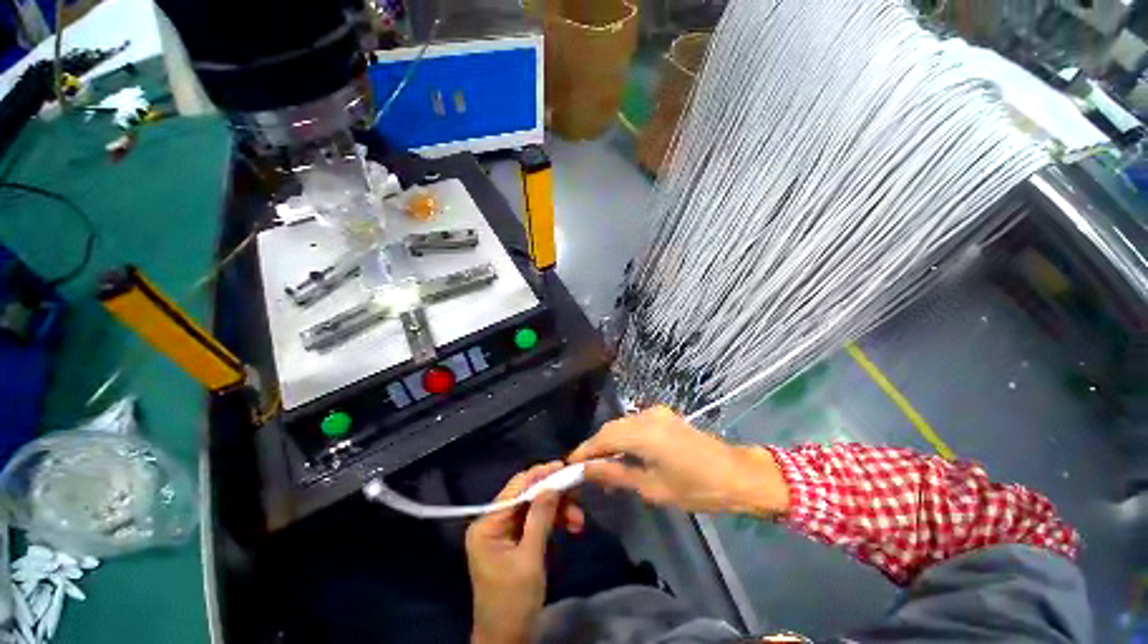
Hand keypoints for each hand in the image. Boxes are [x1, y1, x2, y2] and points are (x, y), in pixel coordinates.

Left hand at [466, 462, 585, 643]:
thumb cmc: (513, 603)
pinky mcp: (517, 539)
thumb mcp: (529, 560)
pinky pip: (538, 520)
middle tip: (577, 494)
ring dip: (558, 509)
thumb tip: (552, 483)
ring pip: (536, 506)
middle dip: (554, 495)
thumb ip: (540, 518)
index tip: (564, 468)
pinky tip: (572, 526)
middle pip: (528, 495)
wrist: (507, 640)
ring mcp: (505, 530)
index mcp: (487, 524)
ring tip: (579, 520)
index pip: (516, 489)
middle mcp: (494, 521)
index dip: (540, 476)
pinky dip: (555, 521)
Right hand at [568, 406, 789, 514]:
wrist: (736, 474)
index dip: (585, 450)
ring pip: (622, 425)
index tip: (570, 465)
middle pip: (611, 428)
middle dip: (596, 447)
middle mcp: (646, 416)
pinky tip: (625, 455)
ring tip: (604, 467)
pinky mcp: (664, 415)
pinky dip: (625, 438)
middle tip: (586, 470)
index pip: (603, 438)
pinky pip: (635, 424)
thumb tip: (586, 470)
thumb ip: (615, 474)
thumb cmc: (695, 487)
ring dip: (610, 442)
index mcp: (643, 433)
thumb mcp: (652, 487)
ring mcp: (657, 413)